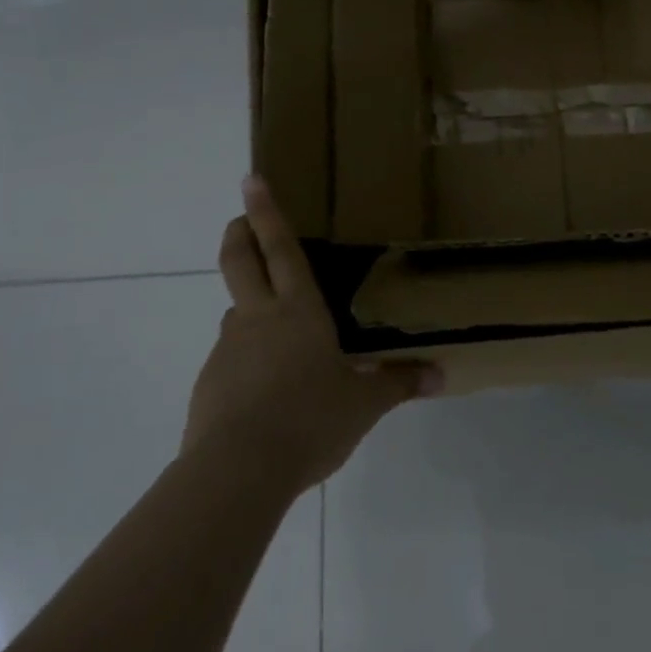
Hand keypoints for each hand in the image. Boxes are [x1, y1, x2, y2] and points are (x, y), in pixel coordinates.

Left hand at [185, 177, 441, 496]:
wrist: (237, 472)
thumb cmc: (309, 421)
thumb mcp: (363, 406)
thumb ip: (399, 384)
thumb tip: (440, 375)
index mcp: (299, 312)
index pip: (282, 250)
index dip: (267, 212)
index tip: (251, 179)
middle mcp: (259, 319)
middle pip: (240, 262)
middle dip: (239, 234)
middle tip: (239, 219)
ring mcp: (228, 349)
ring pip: (237, 314)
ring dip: (250, 309)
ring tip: (279, 339)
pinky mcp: (209, 383)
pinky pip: (232, 360)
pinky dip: (246, 362)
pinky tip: (265, 394)